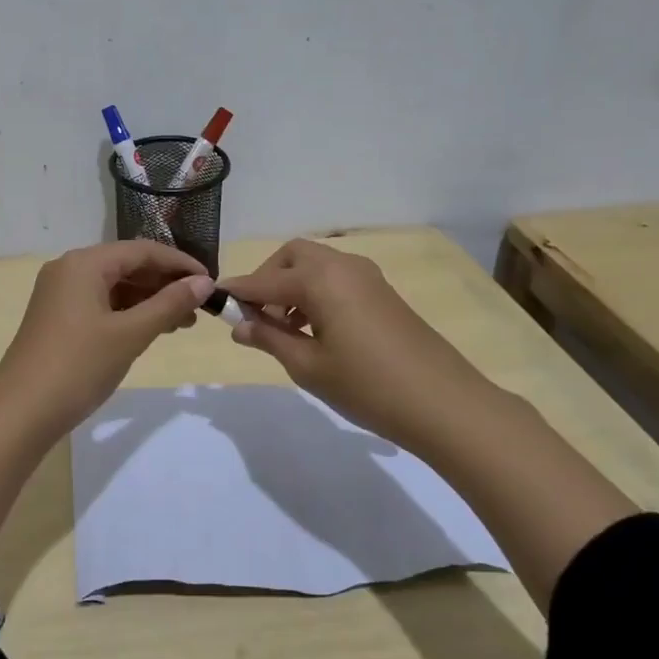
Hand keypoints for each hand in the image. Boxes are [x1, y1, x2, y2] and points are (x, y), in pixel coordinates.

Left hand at [0, 240, 213, 437]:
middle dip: (165, 284)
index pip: (142, 251)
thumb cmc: (78, 367)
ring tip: (183, 323)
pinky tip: (151, 330)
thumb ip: (169, 304)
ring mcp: (60, 295)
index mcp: (84, 263)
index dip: (179, 264)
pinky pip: (101, 304)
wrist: (21, 413)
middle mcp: (69, 270)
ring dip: (149, 301)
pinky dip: (128, 314)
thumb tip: (204, 282)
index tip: (211, 283)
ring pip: (115, 287)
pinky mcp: (57, 318)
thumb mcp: (130, 335)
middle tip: (200, 307)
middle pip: (127, 265)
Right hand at [220, 239, 490, 448]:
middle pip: (292, 256)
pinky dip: (316, 291)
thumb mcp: (307, 366)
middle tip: (257, 317)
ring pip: (316, 265)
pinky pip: (337, 278)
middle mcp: (342, 265)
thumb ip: (269, 339)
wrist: (444, 403)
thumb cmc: (367, 386)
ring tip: (284, 328)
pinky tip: (315, 329)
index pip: (264, 281)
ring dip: (292, 285)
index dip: (237, 292)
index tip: (214, 301)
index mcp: (319, 279)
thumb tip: (238, 325)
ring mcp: (367, 277)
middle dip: (268, 279)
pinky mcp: (382, 292)